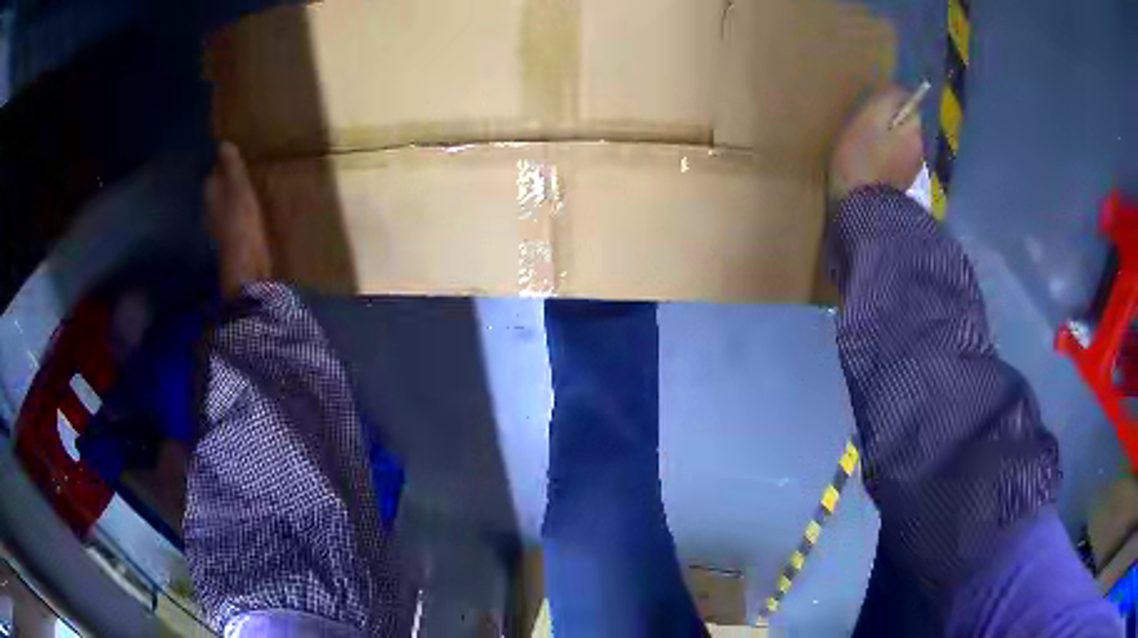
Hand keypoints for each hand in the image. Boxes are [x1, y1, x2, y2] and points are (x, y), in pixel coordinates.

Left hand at [204, 142, 271, 299]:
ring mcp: (216, 227)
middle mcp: (208, 208)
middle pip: (215, 189)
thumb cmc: (240, 220)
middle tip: (240, 170)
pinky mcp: (228, 242)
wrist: (245, 264)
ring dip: (229, 198)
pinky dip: (234, 215)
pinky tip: (244, 214)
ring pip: (222, 205)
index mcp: (210, 192)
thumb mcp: (238, 186)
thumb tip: (222, 143)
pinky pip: (230, 221)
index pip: (213, 171)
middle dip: (224, 181)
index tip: (233, 155)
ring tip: (244, 189)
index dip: (221, 163)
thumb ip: (230, 165)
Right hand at [829, 86, 923, 200]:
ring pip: (900, 143)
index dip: (891, 101)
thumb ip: (887, 100)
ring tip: (864, 144)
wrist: (861, 209)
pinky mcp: (901, 186)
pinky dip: (885, 157)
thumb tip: (901, 90)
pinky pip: (895, 160)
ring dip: (887, 140)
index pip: (910, 104)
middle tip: (864, 124)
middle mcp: (920, 150)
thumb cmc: (861, 156)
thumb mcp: (869, 118)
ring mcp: (912, 171)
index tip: (871, 105)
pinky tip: (869, 163)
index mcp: (914, 131)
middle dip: (890, 121)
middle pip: (905, 125)